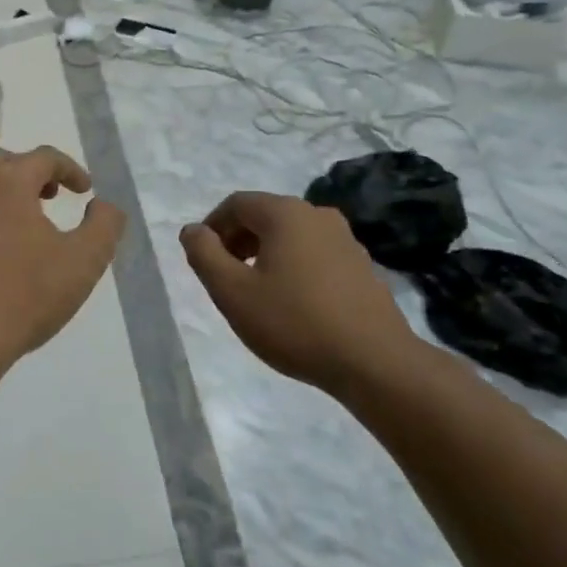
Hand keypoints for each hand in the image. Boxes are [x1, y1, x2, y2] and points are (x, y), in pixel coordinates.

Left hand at [0, 146, 125, 379]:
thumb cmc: (24, 297)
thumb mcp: (83, 262)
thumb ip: (104, 225)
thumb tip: (104, 205)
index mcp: (6, 183)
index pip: (43, 157)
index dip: (70, 168)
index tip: (85, 190)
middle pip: (5, 163)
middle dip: (33, 174)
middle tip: (52, 197)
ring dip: (2, 192)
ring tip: (22, 221)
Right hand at [180, 192, 422, 394]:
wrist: (374, 362)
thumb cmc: (294, 322)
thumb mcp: (232, 292)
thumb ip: (204, 255)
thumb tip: (192, 230)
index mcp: (285, 213)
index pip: (236, 204)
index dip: (212, 227)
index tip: (202, 259)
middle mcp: (317, 215)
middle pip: (265, 216)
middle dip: (237, 240)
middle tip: (224, 276)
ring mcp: (345, 239)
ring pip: (291, 235)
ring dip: (265, 254)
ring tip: (255, 291)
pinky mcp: (362, 265)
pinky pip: (314, 253)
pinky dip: (293, 266)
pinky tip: (292, 302)